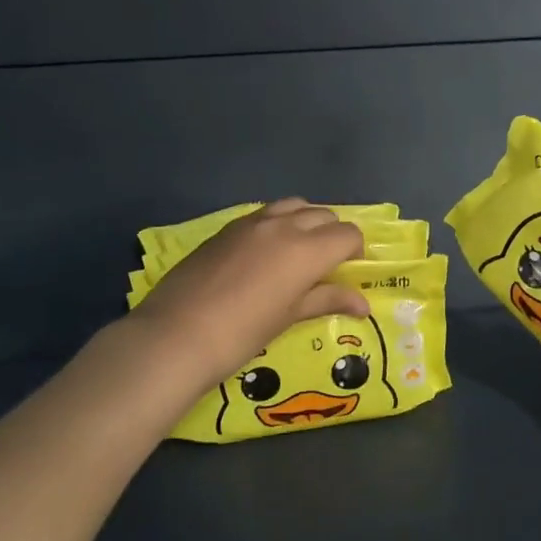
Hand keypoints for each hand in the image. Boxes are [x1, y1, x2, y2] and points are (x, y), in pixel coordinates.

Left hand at [125, 199, 367, 385]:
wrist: (176, 334)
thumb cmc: (243, 333)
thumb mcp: (289, 317)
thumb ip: (327, 300)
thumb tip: (363, 305)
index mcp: (306, 249)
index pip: (347, 234)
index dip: (354, 251)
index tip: (347, 271)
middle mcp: (284, 225)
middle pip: (324, 215)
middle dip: (333, 235)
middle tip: (325, 265)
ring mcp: (253, 222)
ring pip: (294, 205)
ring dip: (306, 222)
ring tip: (298, 252)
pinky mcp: (228, 228)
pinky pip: (265, 214)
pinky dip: (278, 224)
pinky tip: (266, 253)